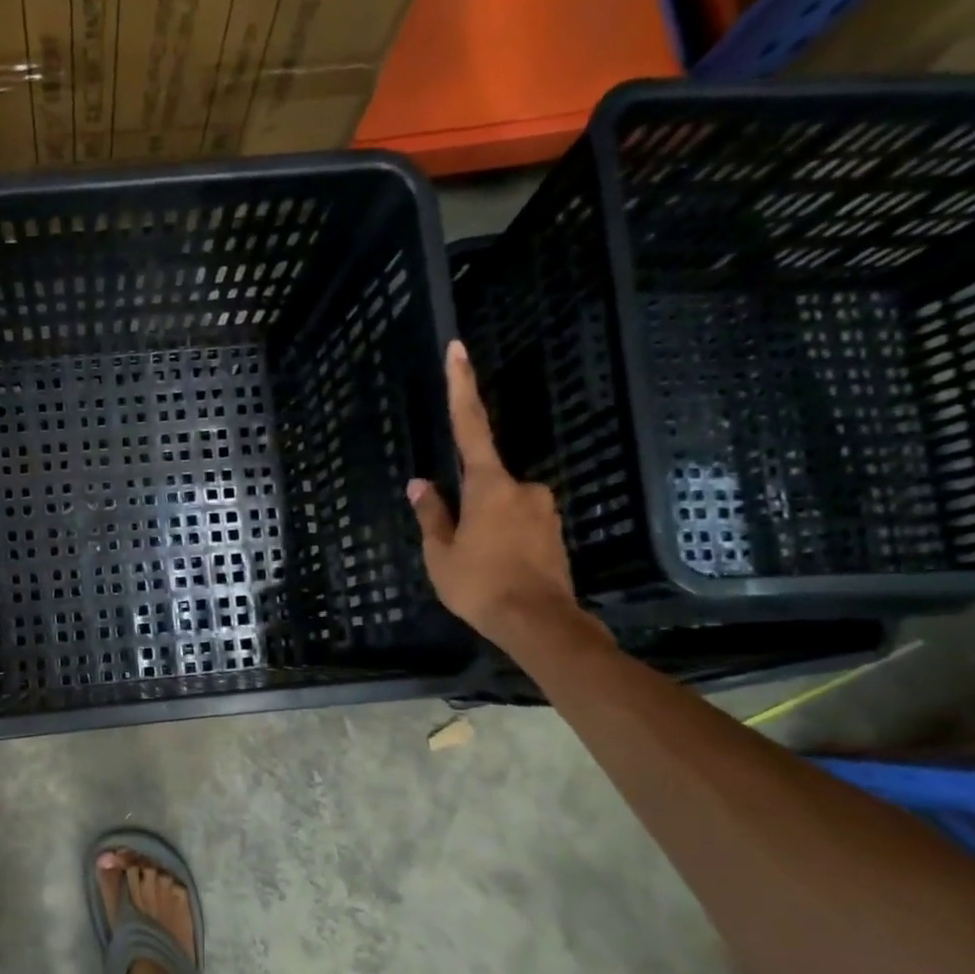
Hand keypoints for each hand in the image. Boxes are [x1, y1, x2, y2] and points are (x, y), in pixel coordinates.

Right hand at [407, 342, 601, 651]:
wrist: (540, 624)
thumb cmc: (480, 585)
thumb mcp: (440, 553)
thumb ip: (431, 514)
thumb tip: (420, 483)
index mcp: (489, 485)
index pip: (469, 426)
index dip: (461, 387)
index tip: (458, 349)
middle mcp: (522, 487)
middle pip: (484, 481)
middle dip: (467, 507)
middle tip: (458, 548)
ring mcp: (543, 509)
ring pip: (501, 506)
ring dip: (484, 528)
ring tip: (478, 569)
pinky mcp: (554, 531)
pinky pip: (517, 524)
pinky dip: (502, 540)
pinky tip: (497, 571)